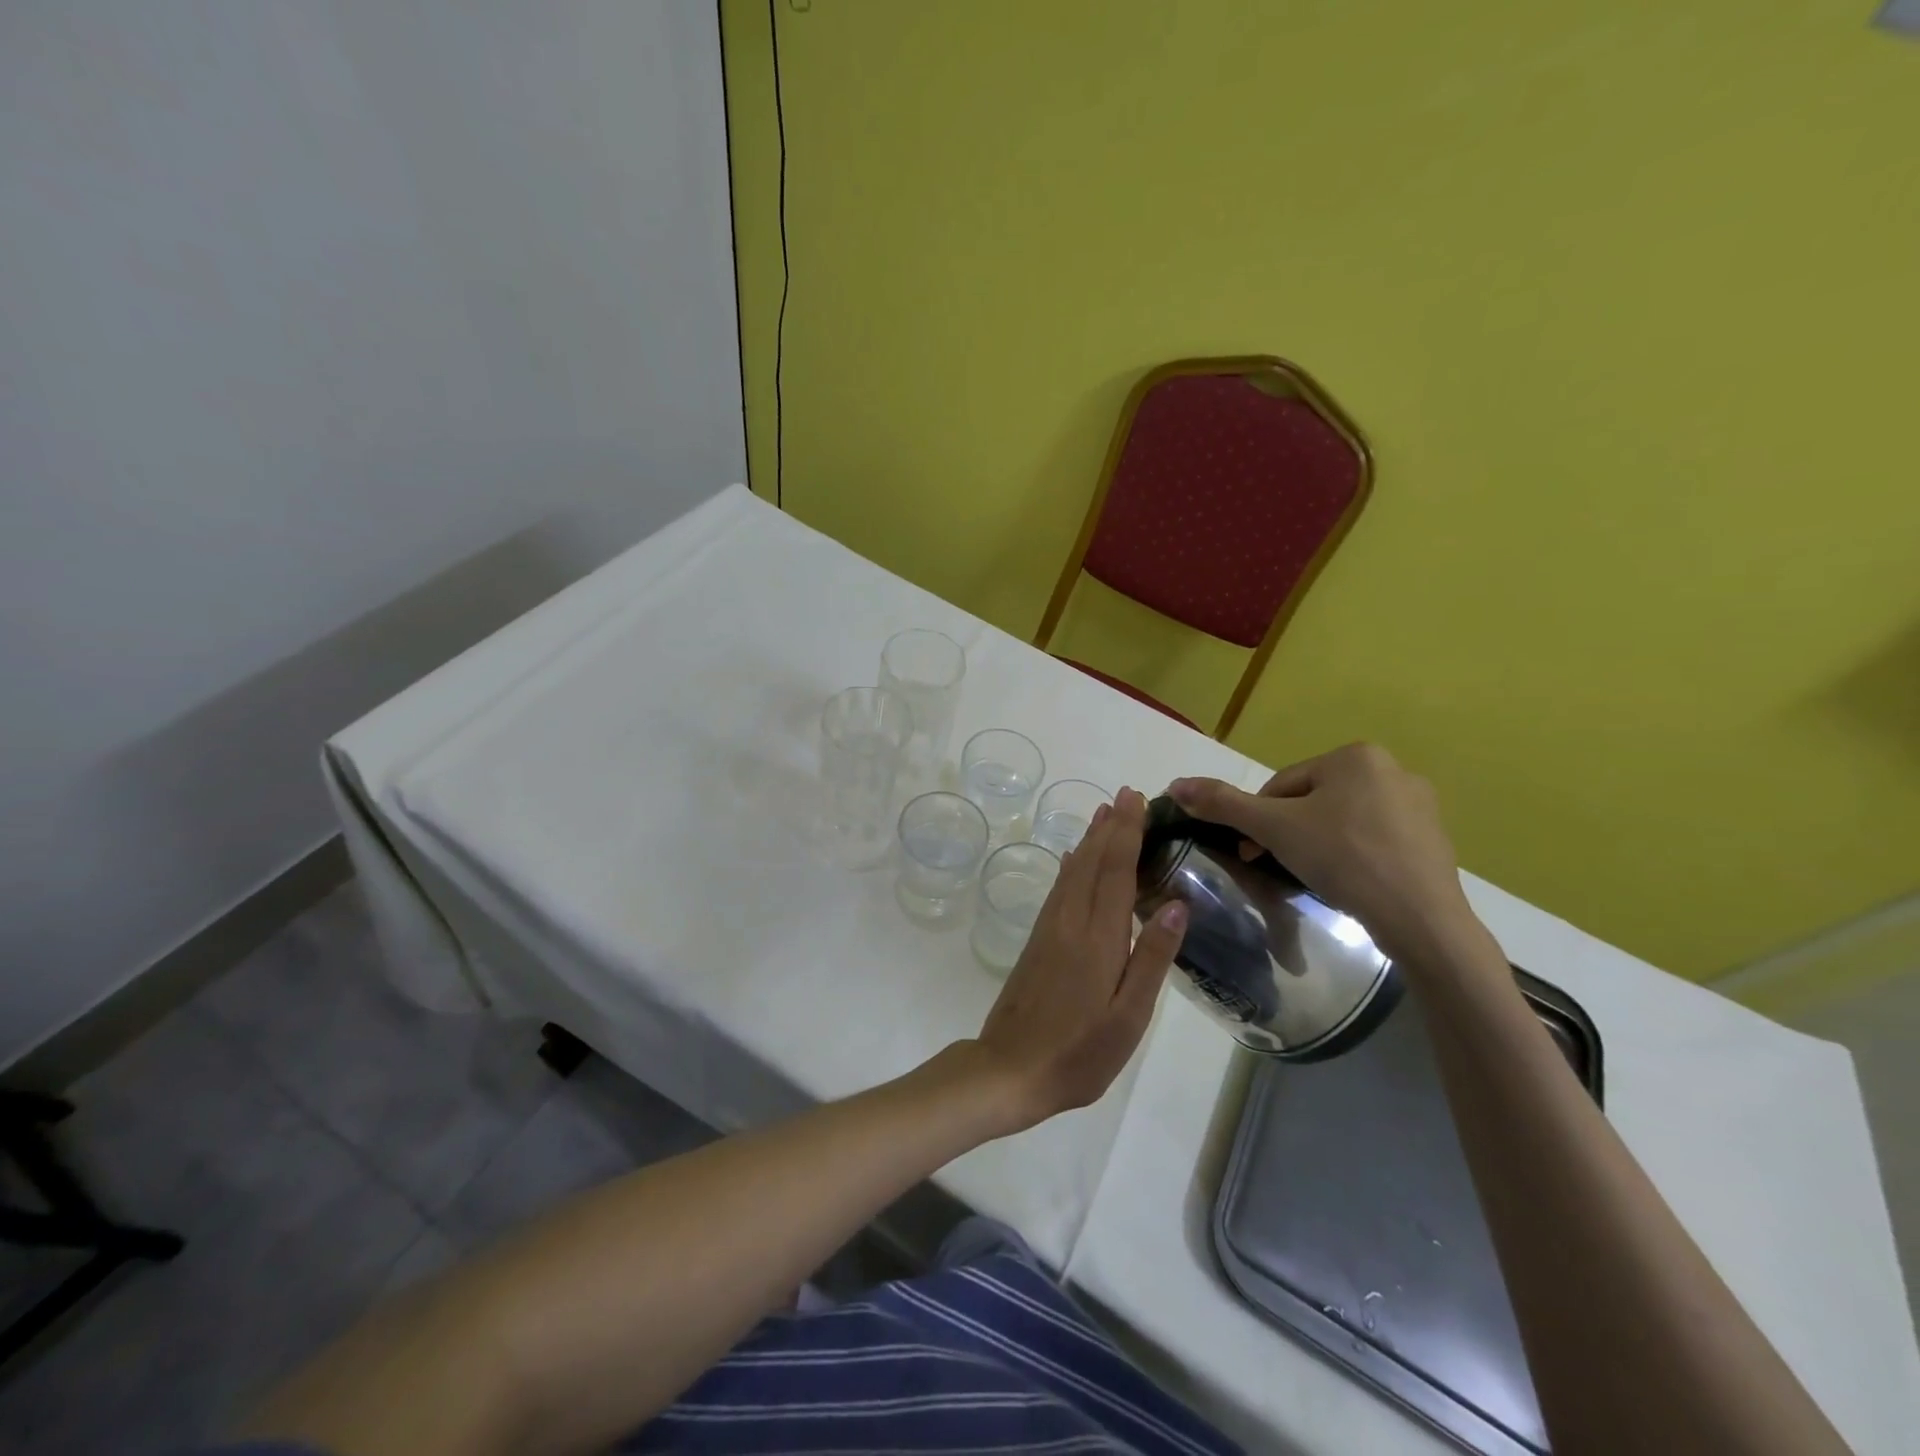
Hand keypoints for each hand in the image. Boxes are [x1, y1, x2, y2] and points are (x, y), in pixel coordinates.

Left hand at [972, 788, 1186, 1131]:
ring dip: (1090, 840)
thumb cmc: (1079, 1051)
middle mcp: (1070, 921)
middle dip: (1110, 826)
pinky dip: (1072, 866)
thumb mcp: (1128, 1016)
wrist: (1010, 1068)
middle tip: (1126, 795)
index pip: (1116, 871)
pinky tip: (1073, 861)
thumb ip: (1151, 958)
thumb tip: (1177, 904)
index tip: (1137, 801)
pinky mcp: (1037, 940)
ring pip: (1072, 871)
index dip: (1127, 833)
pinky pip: (1059, 888)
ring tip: (1103, 814)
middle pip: (1092, 862)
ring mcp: (1049, 929)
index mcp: (1098, 937)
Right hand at [1169, 743, 1471, 959]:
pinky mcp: (1435, 839)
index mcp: (1354, 756)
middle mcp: (1392, 769)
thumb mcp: (1273, 828)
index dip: (1259, 819)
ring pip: (1344, 819)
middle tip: (1283, 865)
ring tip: (1318, 876)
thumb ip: (1223, 804)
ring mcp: (1420, 805)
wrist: (1420, 919)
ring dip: (1322, 842)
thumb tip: (1175, 785)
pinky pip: (1376, 840)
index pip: (1283, 784)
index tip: (1253, 853)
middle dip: (1292, 831)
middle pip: (1314, 800)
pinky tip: (1352, 883)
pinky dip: (1356, 856)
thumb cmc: (1343, 859)